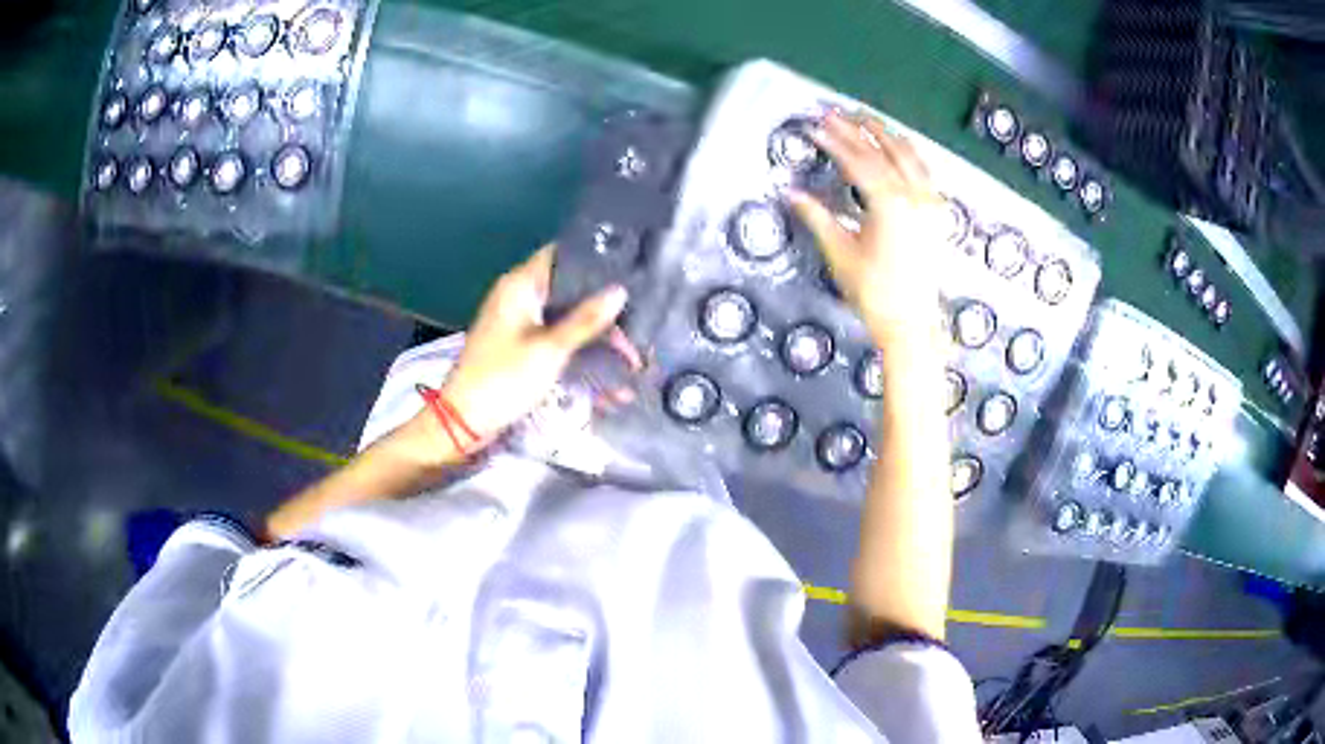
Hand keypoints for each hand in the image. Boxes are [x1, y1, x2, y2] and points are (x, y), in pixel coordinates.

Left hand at [412, 246, 634, 464]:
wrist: (464, 421)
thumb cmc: (504, 378)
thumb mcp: (550, 349)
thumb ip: (585, 320)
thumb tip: (620, 290)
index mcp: (520, 285)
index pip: (560, 254)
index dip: (592, 258)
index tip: (628, 268)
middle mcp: (518, 296)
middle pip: (567, 290)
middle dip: (601, 309)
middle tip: (636, 326)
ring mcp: (517, 323)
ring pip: (565, 319)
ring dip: (594, 337)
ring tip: (629, 358)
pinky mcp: (519, 347)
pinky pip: (556, 341)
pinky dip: (578, 353)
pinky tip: (605, 376)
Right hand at [788, 111, 946, 346]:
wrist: (911, 323)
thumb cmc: (874, 292)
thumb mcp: (840, 252)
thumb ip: (817, 216)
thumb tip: (790, 191)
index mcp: (890, 205)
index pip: (859, 161)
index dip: (835, 141)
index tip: (816, 126)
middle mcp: (915, 197)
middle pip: (886, 150)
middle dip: (860, 128)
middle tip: (838, 112)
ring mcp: (930, 204)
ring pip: (911, 156)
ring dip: (887, 135)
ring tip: (866, 120)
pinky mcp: (937, 214)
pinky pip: (925, 172)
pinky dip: (909, 154)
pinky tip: (898, 148)